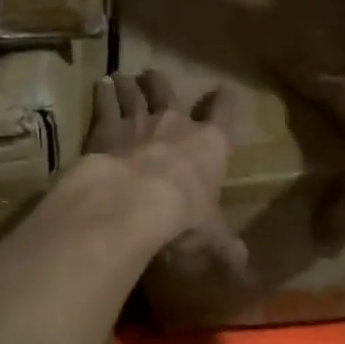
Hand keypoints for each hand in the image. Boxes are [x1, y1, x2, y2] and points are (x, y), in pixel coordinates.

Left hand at [86, 71, 246, 271]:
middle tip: (153, 74)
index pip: (223, 115)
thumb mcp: (211, 237)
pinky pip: (105, 105)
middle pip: (168, 93)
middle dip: (161, 83)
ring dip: (129, 86)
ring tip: (122, 77)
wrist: (136, 200)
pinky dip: (103, 94)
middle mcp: (175, 125)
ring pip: (134, 94)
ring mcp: (138, 123)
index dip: (224, 102)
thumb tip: (244, 268)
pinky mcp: (105, 129)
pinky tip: (99, 86)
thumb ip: (225, 248)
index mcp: (209, 145)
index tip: (224, 90)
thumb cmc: (184, 215)